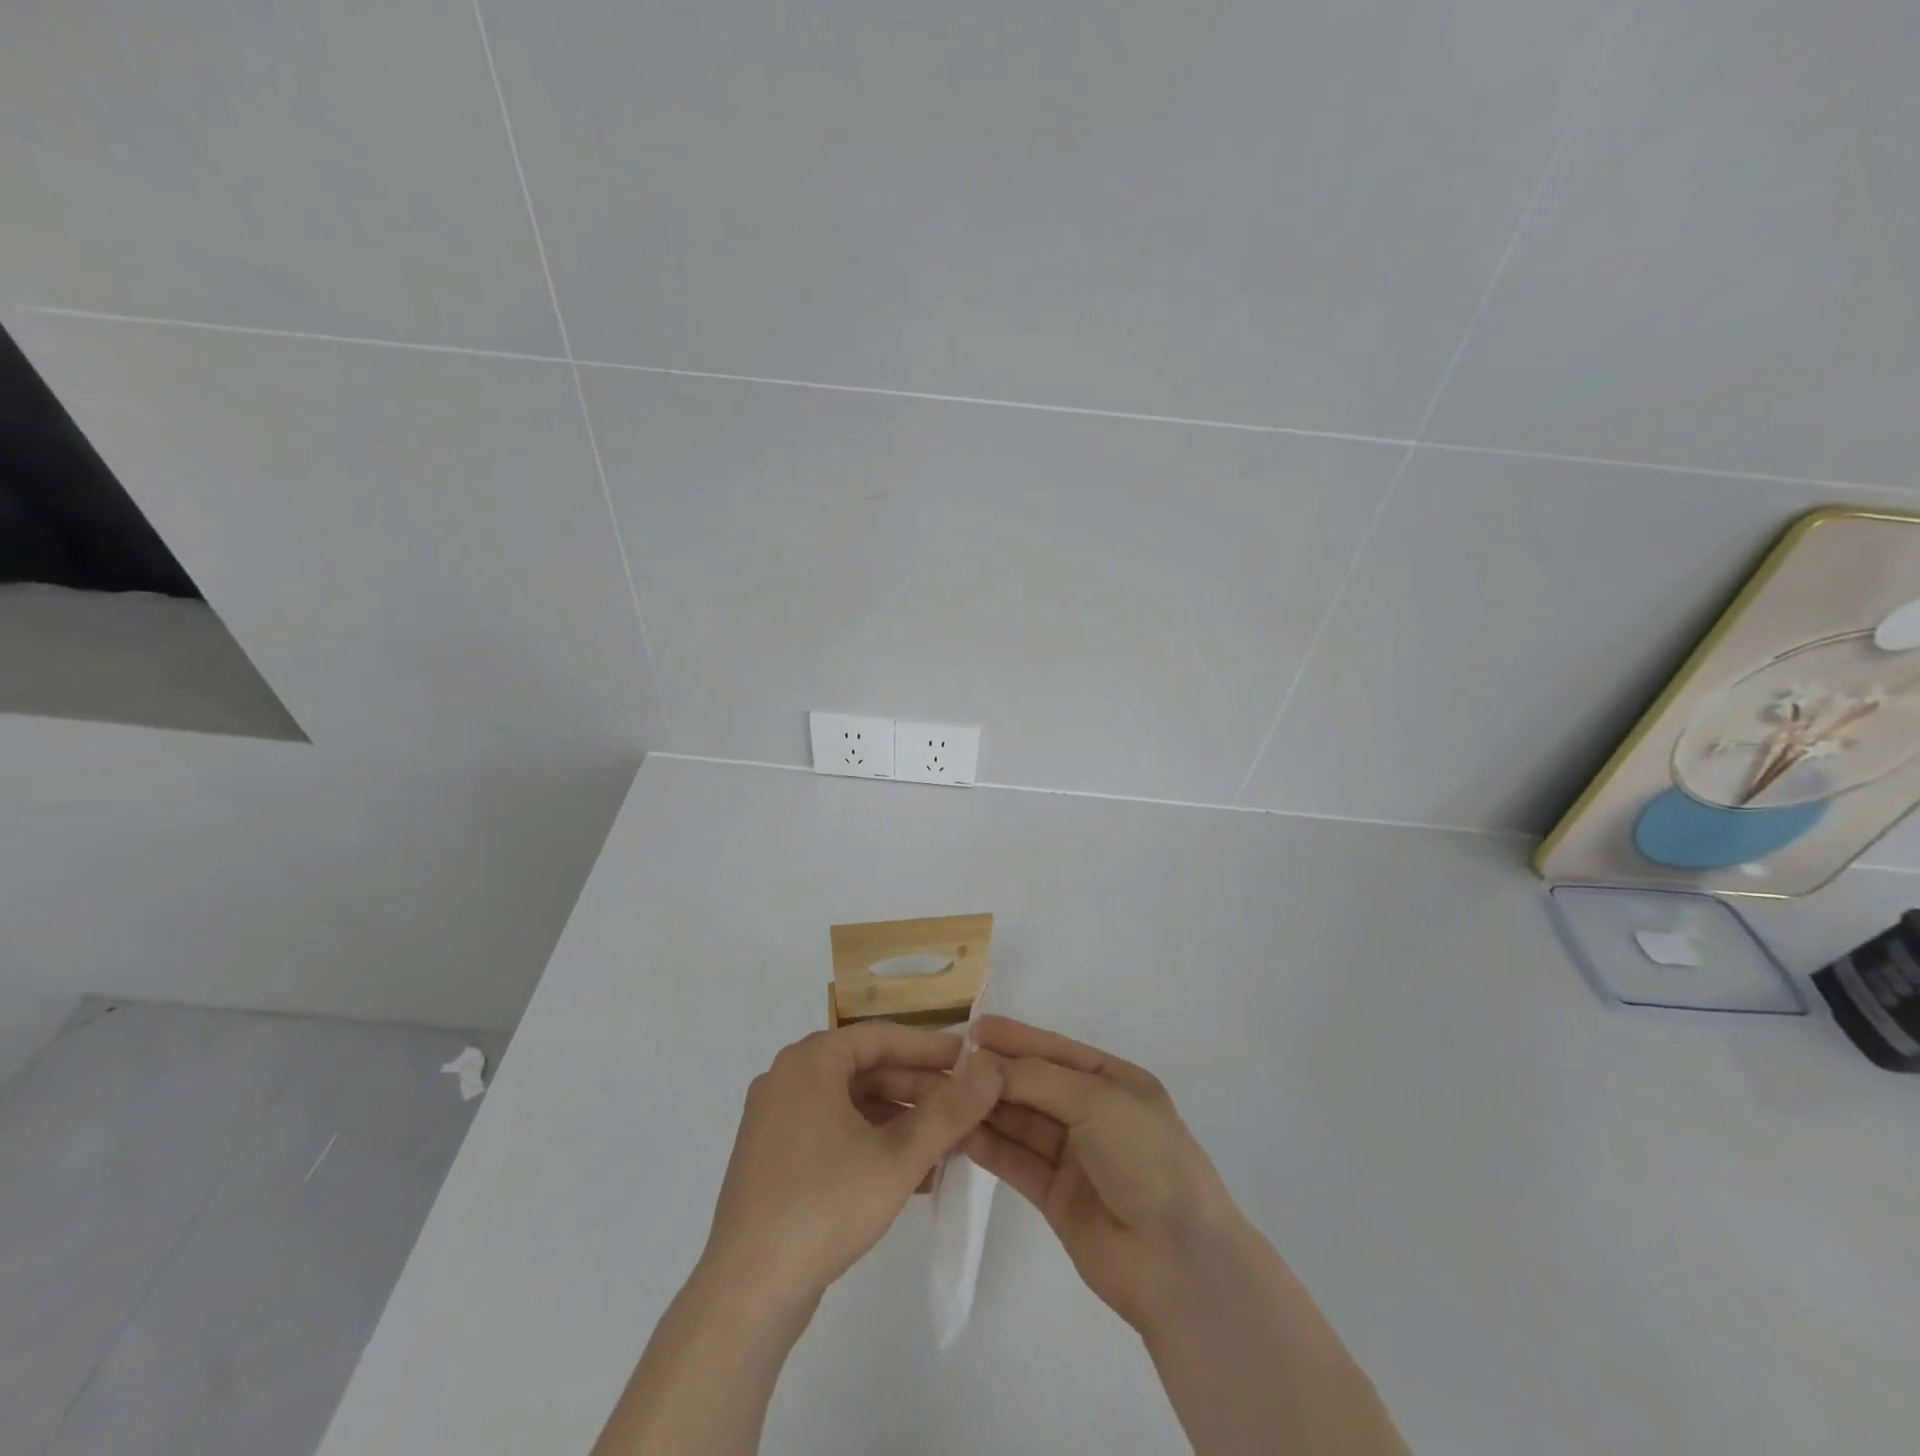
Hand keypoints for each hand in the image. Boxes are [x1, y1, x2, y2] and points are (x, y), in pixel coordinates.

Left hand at [697, 1023, 1004, 1311]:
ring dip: (900, 1120)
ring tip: (947, 1142)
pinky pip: (834, 1132)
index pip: (881, 1037)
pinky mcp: (775, 1158)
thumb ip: (948, 1112)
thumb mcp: (898, 1157)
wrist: (747, 1294)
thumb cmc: (825, 1206)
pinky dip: (873, 1143)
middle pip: (866, 1069)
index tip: (971, 1060)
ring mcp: (777, 1120)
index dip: (930, 1048)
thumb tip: (990, 1072)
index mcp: (810, 1061)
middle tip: (965, 1105)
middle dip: (918, 1090)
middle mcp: (788, 1078)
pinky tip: (913, 1174)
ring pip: (852, 1104)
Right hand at [964, 1016, 1241, 1332]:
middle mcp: (1093, 1114)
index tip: (974, 1027)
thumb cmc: (1145, 1157)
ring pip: (1022, 1123)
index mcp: (1114, 1082)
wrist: (1177, 1260)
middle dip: (996, 1074)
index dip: (1017, 1038)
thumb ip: (1036, 1078)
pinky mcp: (1055, 1197)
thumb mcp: (1096, 1100)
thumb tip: (982, 1063)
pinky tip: (958, 1132)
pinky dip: (989, 1146)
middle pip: (1035, 1086)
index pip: (1057, 1050)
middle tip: (947, 1063)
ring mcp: (1074, 1157)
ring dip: (987, 1108)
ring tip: (944, 1094)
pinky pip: (1016, 1161)